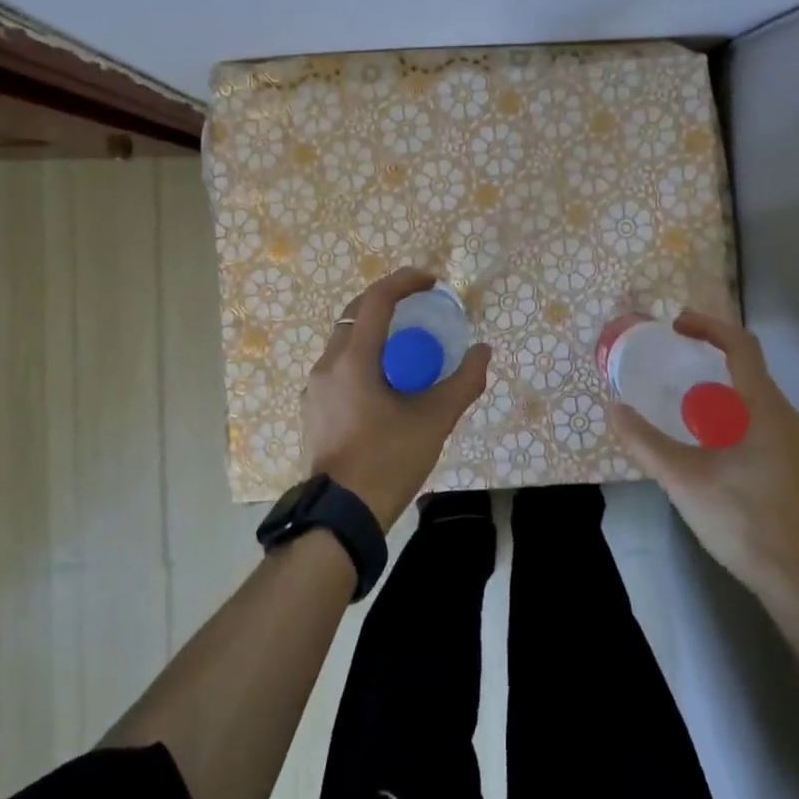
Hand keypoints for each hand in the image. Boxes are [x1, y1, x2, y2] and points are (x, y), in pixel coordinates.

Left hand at [302, 268, 492, 531]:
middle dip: (388, 302)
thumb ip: (463, 382)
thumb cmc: (387, 462)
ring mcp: (315, 388)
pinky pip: (339, 366)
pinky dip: (364, 356)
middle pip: (356, 314)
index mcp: (353, 360)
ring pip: (345, 340)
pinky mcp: (314, 409)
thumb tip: (484, 352)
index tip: (431, 281)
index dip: (404, 282)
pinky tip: (385, 379)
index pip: (375, 300)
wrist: (340, 517)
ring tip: (407, 342)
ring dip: (375, 330)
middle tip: (420, 305)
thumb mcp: (434, 421)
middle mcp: (327, 365)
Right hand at [608, 311, 798, 595]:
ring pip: (753, 393)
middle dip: (708, 354)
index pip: (742, 346)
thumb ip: (645, 441)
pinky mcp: (791, 460)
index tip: (675, 326)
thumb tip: (614, 408)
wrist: (793, 577)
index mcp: (765, 410)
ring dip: (717, 383)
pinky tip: (703, 433)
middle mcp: (785, 416)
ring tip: (680, 394)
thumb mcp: (682, 478)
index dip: (708, 326)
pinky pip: (758, 415)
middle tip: (669, 358)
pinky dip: (729, 407)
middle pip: (748, 366)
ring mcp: (793, 440)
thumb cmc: (740, 519)